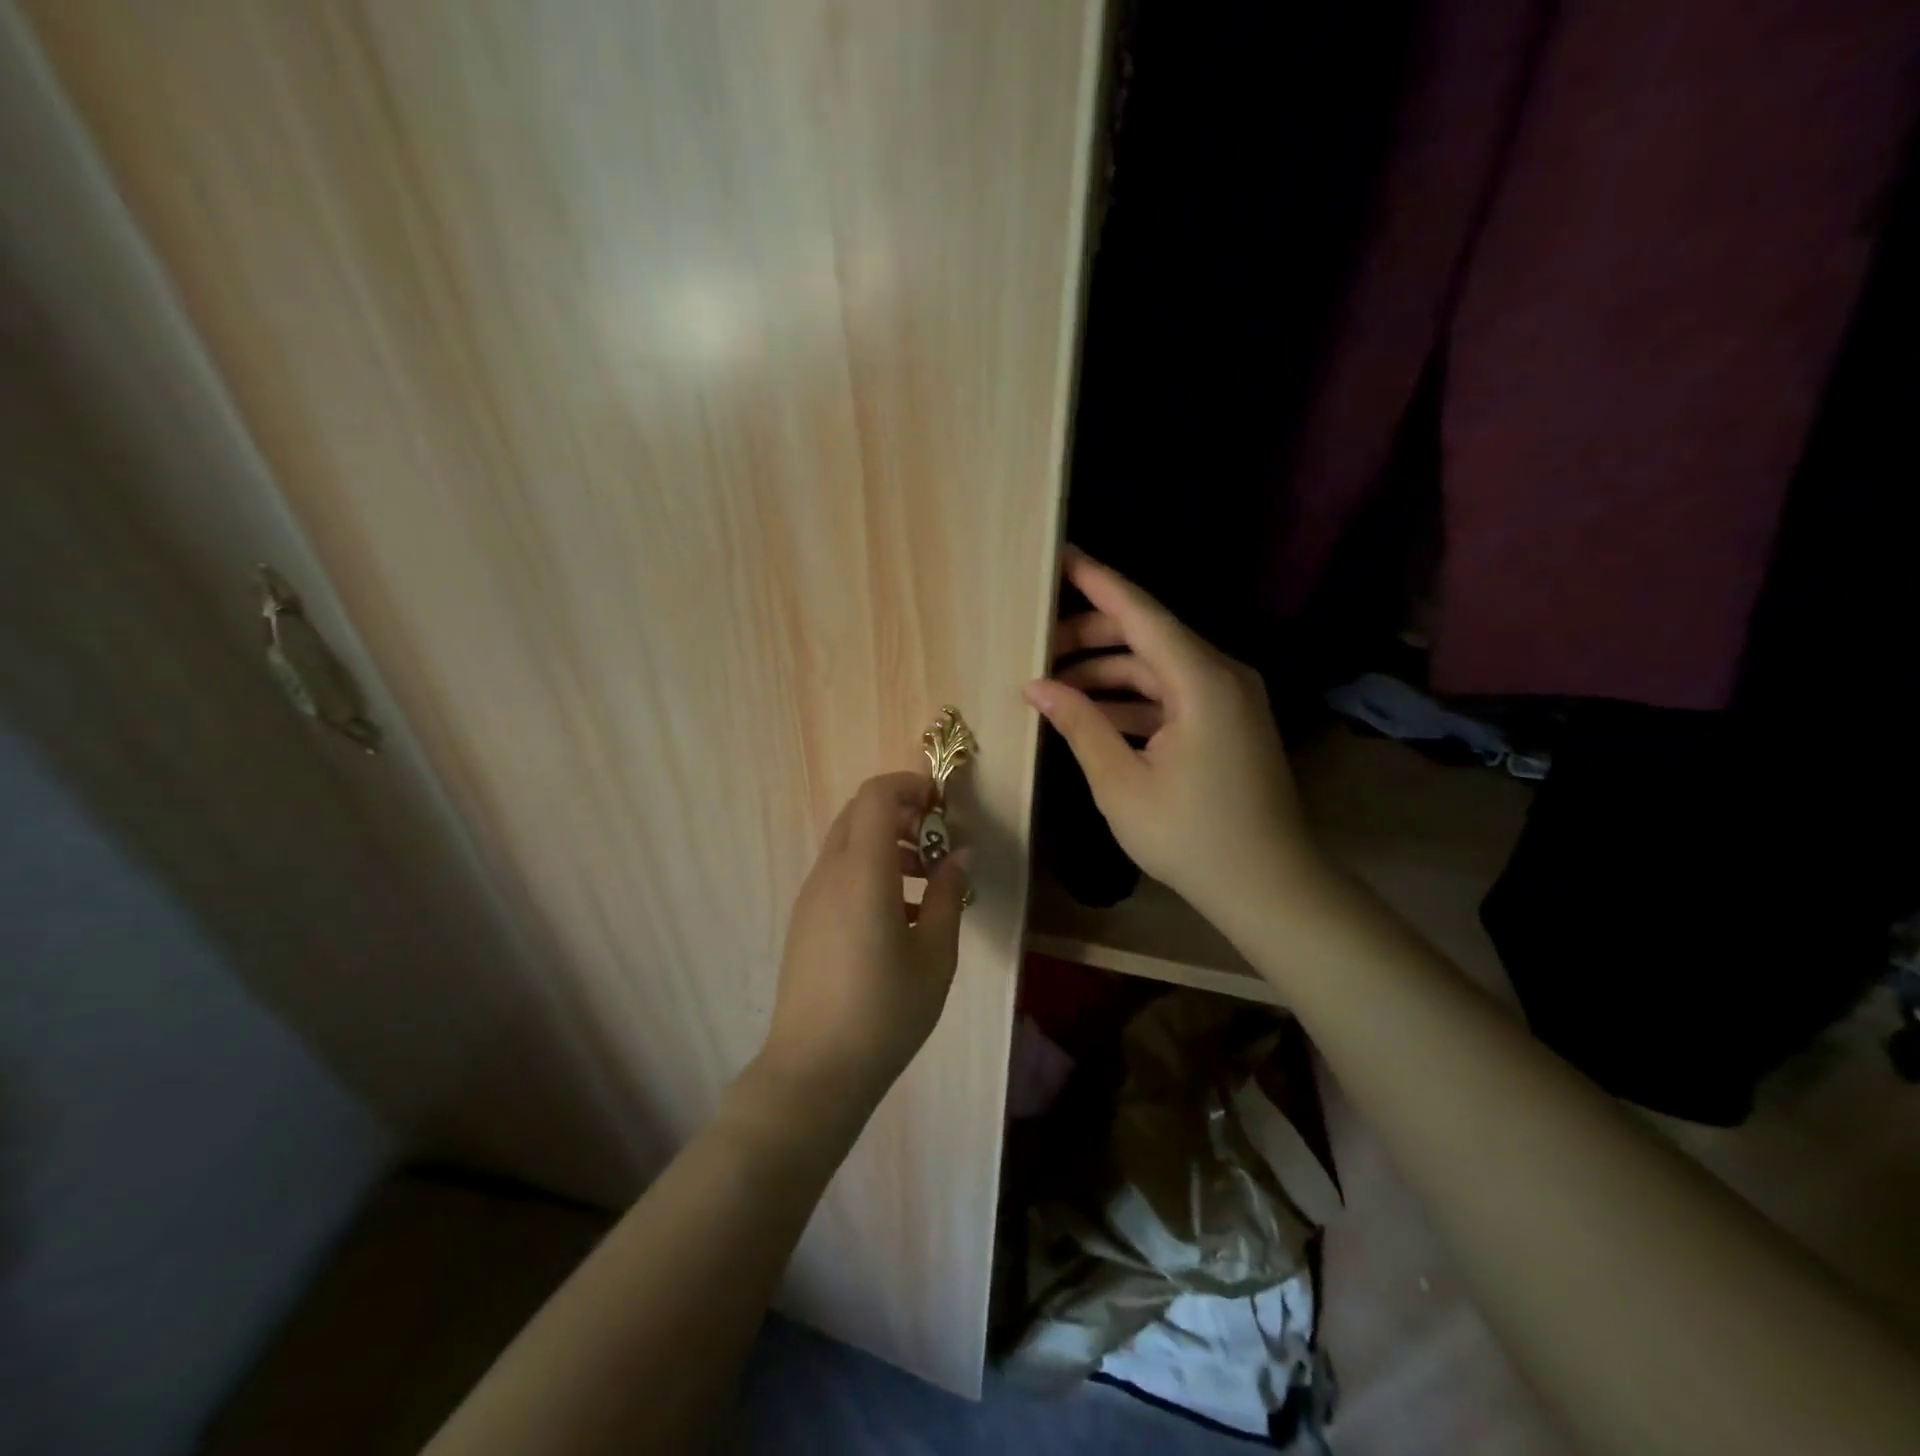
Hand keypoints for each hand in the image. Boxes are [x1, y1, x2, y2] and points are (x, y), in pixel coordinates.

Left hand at [761, 772, 969, 1115]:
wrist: (814, 1070)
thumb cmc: (885, 1012)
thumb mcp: (935, 955)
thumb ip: (950, 895)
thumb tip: (959, 854)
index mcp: (862, 873)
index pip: (876, 796)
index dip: (910, 786)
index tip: (942, 807)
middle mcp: (829, 874)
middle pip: (859, 813)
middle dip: (901, 813)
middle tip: (937, 846)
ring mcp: (810, 897)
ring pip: (847, 843)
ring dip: (886, 844)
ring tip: (926, 886)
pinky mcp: (804, 921)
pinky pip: (838, 874)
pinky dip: (869, 871)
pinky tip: (899, 918)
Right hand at [1023, 549, 1324, 926]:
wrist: (1268, 886)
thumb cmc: (1191, 836)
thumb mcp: (1121, 782)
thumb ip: (1079, 724)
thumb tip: (1037, 687)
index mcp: (1201, 681)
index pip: (1141, 614)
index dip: (1098, 582)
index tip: (1062, 556)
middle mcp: (1222, 675)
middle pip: (1148, 636)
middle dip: (1091, 637)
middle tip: (1038, 648)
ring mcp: (1230, 699)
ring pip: (1158, 667)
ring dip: (1108, 673)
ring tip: (1055, 686)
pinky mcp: (1228, 722)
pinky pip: (1173, 694)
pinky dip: (1133, 699)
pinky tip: (1093, 714)